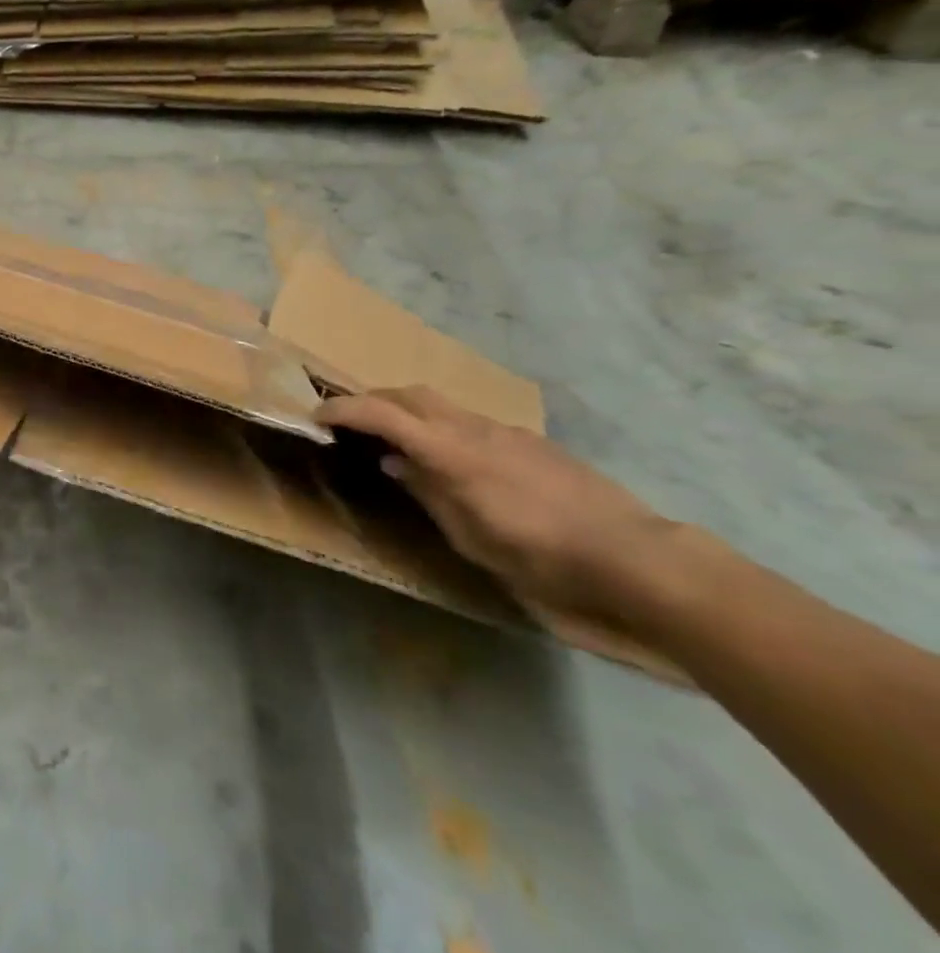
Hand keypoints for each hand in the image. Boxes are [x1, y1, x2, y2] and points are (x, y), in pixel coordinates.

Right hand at [317, 386, 680, 622]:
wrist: (636, 558)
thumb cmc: (542, 558)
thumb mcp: (471, 537)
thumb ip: (428, 492)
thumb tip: (394, 462)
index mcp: (452, 453)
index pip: (383, 414)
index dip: (344, 410)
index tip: (316, 416)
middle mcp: (474, 429)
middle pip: (411, 394)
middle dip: (373, 400)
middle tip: (350, 421)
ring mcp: (506, 431)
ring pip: (442, 404)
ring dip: (408, 411)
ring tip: (396, 440)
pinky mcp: (530, 441)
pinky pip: (471, 421)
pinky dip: (443, 426)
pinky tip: (452, 459)